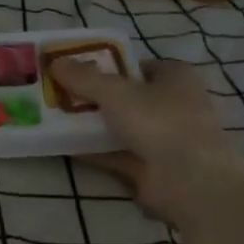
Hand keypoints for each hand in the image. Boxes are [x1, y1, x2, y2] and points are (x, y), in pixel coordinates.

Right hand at [53, 59, 243, 221]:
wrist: (190, 182)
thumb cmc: (160, 121)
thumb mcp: (115, 91)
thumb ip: (84, 78)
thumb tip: (55, 61)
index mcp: (175, 77)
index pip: (138, 66)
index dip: (108, 65)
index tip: (76, 68)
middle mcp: (173, 105)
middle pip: (126, 96)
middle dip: (94, 96)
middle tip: (58, 92)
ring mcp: (163, 140)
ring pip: (120, 127)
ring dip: (91, 124)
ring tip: (53, 117)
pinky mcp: (151, 169)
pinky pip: (116, 154)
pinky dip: (93, 150)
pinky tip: (63, 145)